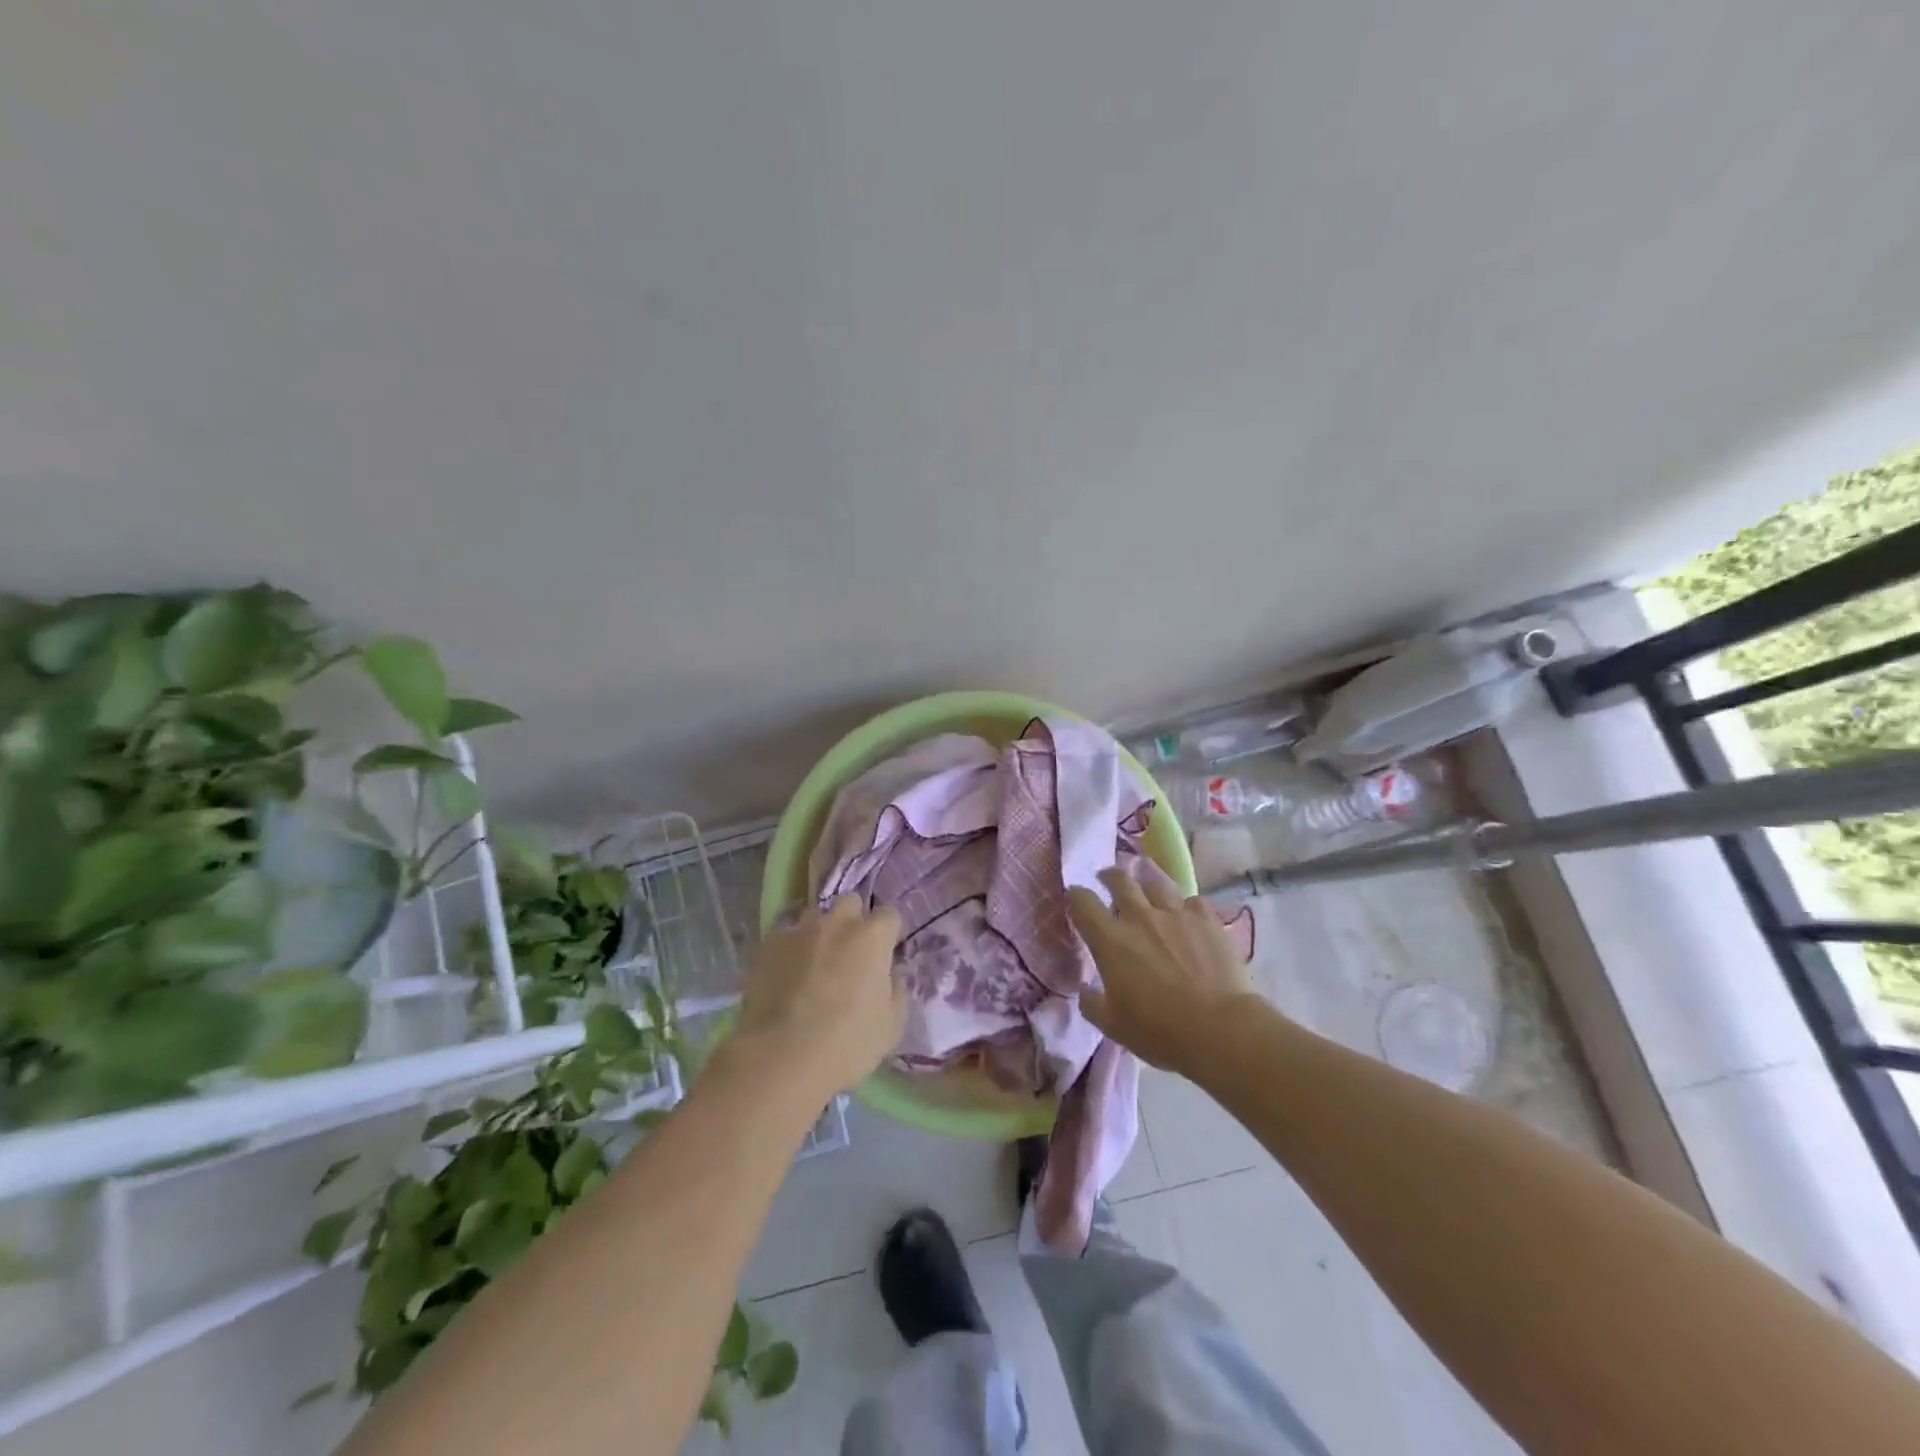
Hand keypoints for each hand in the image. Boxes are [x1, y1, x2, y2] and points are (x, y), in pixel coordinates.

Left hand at [727, 897, 906, 1100]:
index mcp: (872, 937)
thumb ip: (895, 991)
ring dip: (819, 934)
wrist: (781, 1057)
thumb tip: (889, 977)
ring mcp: (798, 932)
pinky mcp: (767, 947)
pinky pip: (784, 939)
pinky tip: (786, 976)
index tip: (885, 955)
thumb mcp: (891, 1026)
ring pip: (813, 918)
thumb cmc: (847, 1043)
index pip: (889, 916)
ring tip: (814, 964)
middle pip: (849, 903)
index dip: (888, 935)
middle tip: (850, 953)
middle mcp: (836, 923)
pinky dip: (789, 951)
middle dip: (852, 921)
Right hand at [1067, 866, 1261, 1074]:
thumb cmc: (1159, 1030)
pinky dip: (1185, 908)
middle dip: (1109, 877)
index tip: (1074, 899)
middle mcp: (1139, 917)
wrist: (1219, 1028)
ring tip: (1149, 899)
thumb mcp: (1113, 1026)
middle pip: (1119, 880)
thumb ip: (1092, 1004)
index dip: (1074, 896)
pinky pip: (1192, 902)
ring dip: (1147, 891)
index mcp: (1110, 940)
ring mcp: (1176, 914)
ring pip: (1156, 886)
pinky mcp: (1207, 920)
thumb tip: (1084, 989)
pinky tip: (1188, 918)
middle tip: (1107, 880)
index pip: (1082, 902)